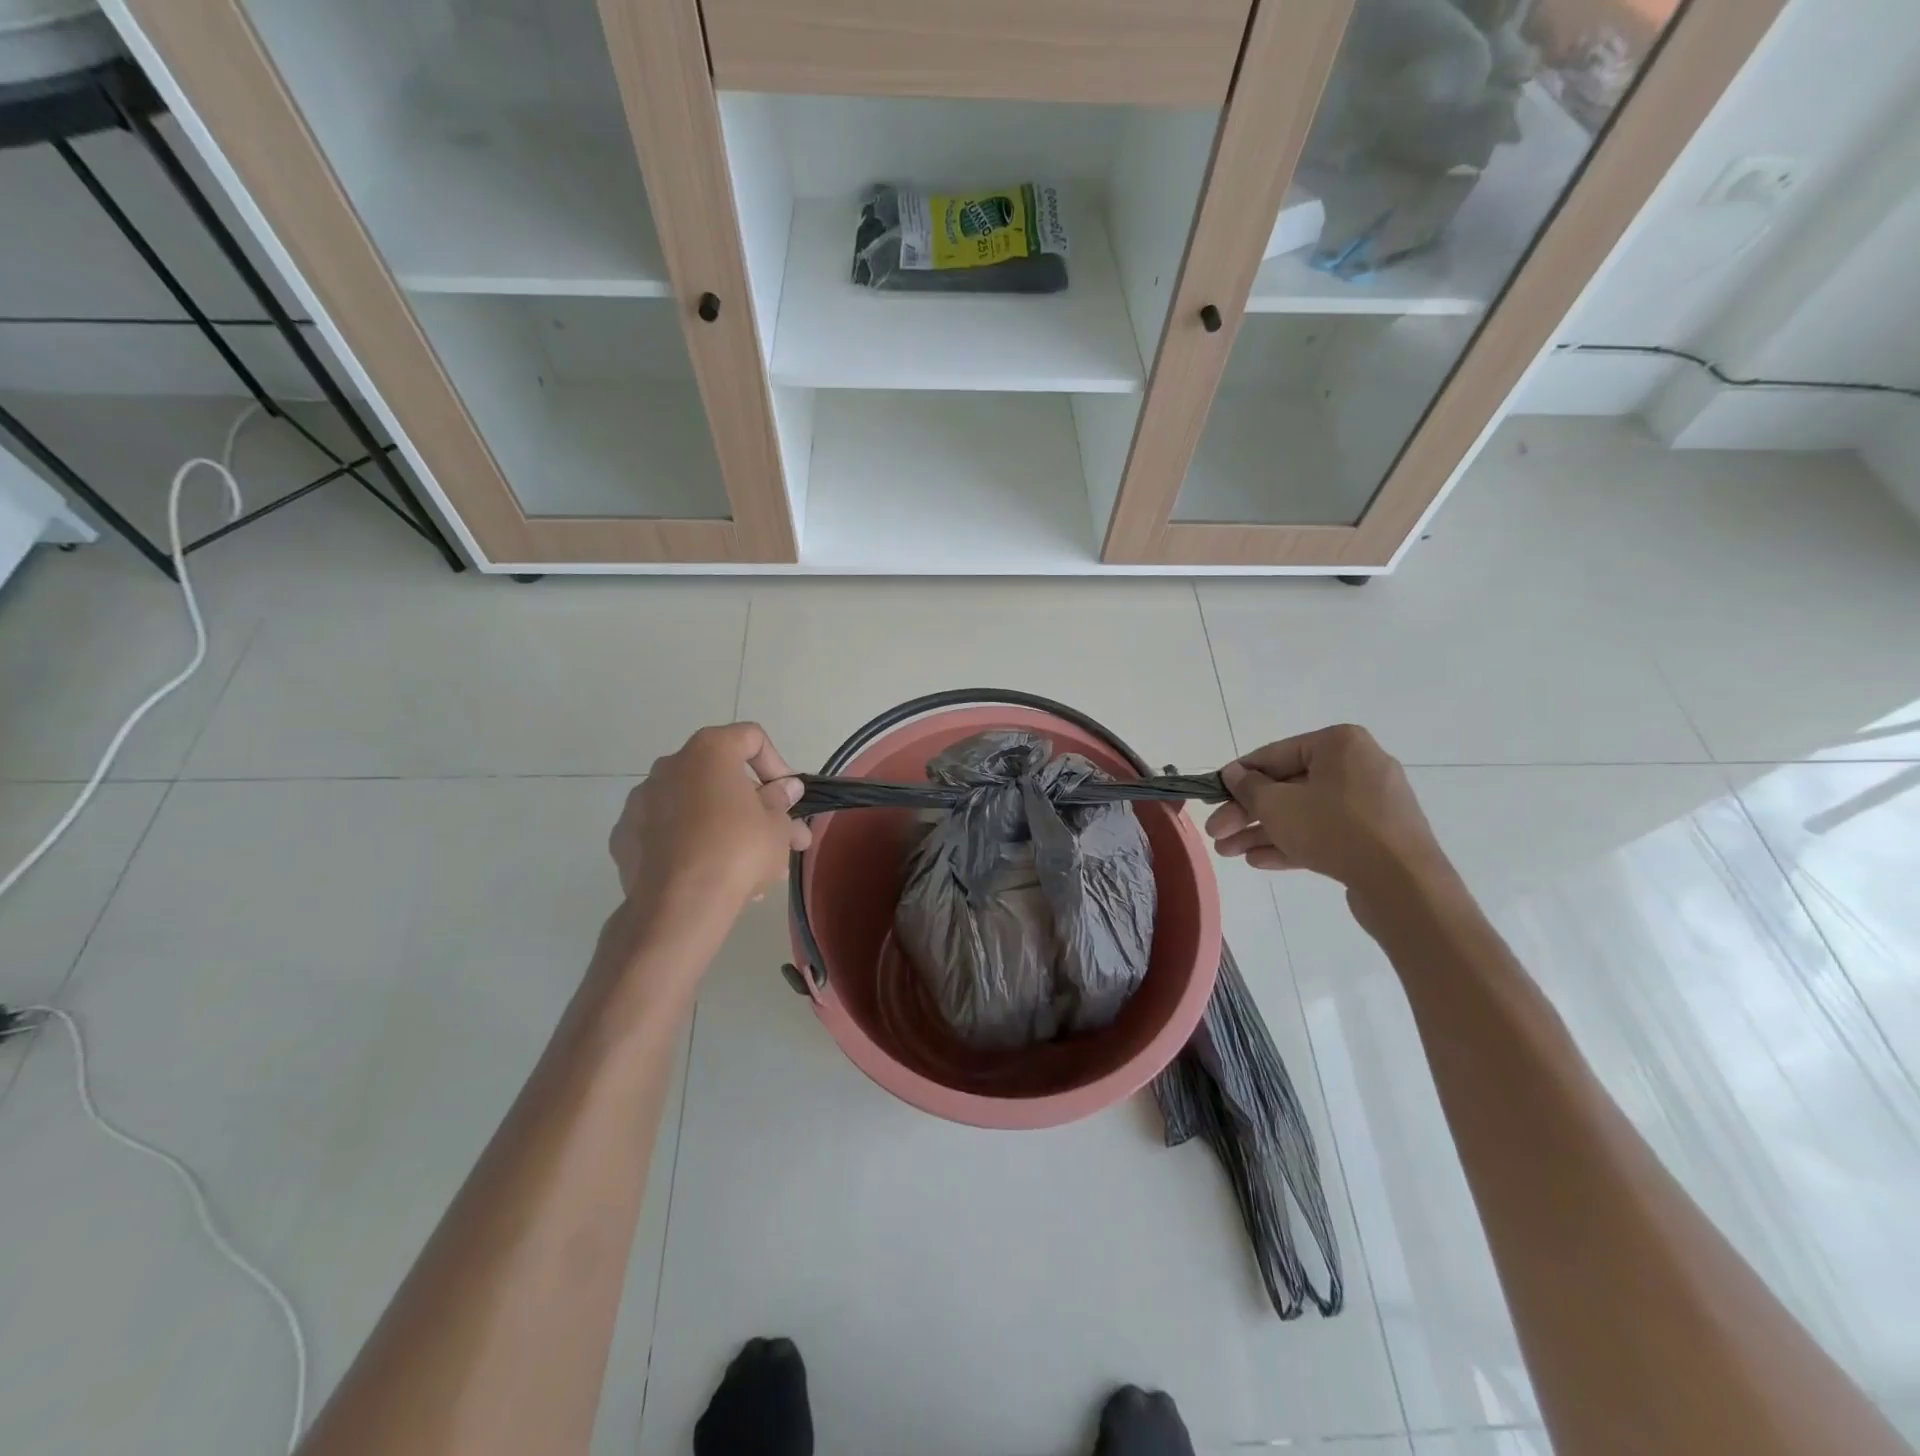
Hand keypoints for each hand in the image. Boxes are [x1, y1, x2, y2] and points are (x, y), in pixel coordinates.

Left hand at [608, 724, 811, 949]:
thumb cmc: (738, 851)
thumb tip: (785, 789)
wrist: (679, 905)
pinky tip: (705, 875)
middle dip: (751, 804)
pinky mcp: (623, 836)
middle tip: (776, 837)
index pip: (751, 738)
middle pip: (720, 774)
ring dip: (721, 825)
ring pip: (692, 805)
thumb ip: (781, 802)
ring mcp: (640, 800)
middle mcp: (670, 765)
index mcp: (709, 751)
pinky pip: (664, 832)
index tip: (787, 799)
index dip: (777, 765)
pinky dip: (686, 844)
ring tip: (746, 867)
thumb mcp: (777, 826)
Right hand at [1205, 725, 1448, 897]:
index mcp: (1338, 745)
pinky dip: (1293, 843)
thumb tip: (1233, 774)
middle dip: (1247, 813)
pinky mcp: (1375, 837)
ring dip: (1263, 832)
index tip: (1212, 798)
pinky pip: (1325, 833)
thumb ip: (1249, 787)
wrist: (1403, 885)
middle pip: (1287, 787)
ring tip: (1229, 853)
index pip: (1273, 755)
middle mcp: (1357, 766)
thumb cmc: (1334, 829)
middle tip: (1216, 835)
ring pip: (1304, 813)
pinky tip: (1258, 861)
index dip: (1237, 778)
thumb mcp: (1277, 805)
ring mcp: (1370, 804)